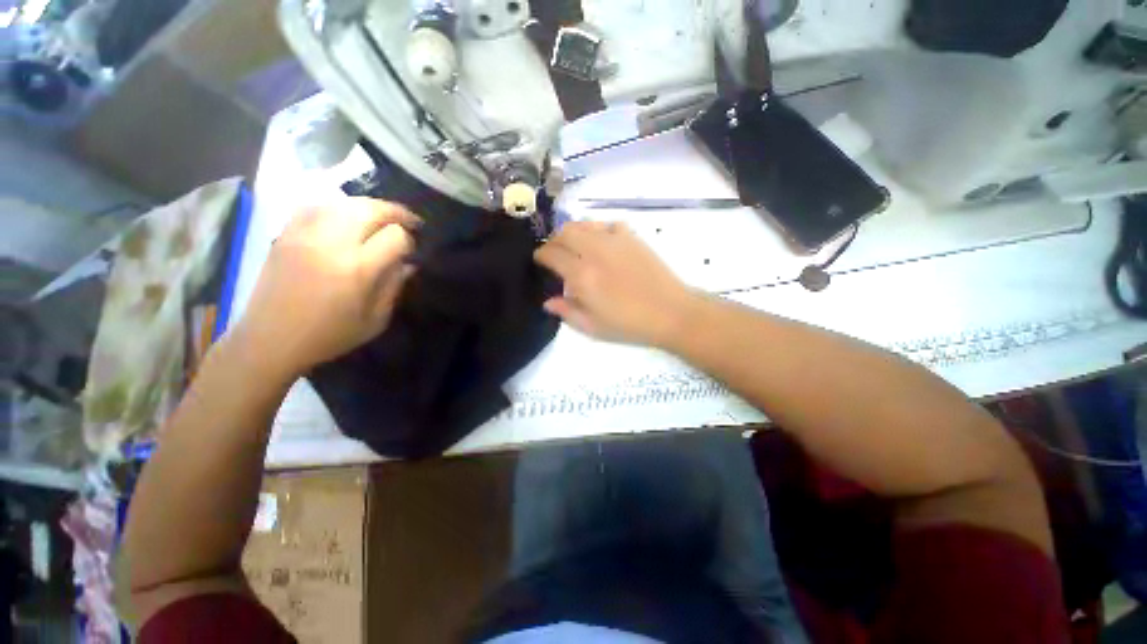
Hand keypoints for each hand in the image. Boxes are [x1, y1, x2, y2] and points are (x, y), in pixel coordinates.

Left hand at [231, 198, 419, 378]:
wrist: (270, 340)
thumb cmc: (329, 336)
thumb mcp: (376, 320)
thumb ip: (395, 287)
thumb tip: (408, 263)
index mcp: (357, 270)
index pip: (395, 236)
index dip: (409, 240)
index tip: (411, 251)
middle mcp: (331, 244)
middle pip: (370, 209)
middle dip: (396, 212)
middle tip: (408, 221)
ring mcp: (305, 235)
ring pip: (344, 202)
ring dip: (369, 207)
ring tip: (380, 218)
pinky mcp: (286, 234)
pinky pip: (316, 206)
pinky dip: (337, 207)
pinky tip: (345, 217)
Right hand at [534, 221, 695, 345]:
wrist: (671, 313)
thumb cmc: (630, 325)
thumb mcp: (592, 327)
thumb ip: (567, 312)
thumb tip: (548, 301)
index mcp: (582, 275)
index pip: (551, 254)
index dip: (541, 255)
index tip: (539, 261)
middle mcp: (595, 251)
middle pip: (564, 232)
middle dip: (554, 240)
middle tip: (555, 252)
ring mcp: (615, 240)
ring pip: (584, 224)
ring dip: (573, 233)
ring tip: (574, 247)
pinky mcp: (632, 237)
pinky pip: (607, 225)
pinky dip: (597, 231)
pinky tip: (601, 244)